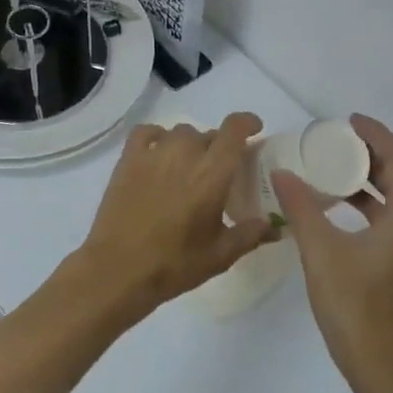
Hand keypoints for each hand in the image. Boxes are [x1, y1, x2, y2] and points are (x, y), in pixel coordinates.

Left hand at [78, 113, 274, 321]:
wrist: (118, 270)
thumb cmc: (175, 263)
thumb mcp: (221, 254)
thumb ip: (251, 234)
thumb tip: (274, 226)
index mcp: (213, 171)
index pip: (235, 129)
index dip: (248, 123)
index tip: (255, 130)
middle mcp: (185, 152)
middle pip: (209, 134)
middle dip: (219, 148)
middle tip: (219, 173)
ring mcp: (154, 153)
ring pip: (180, 133)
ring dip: (190, 145)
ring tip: (188, 168)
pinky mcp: (128, 160)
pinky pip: (147, 133)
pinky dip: (158, 137)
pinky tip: (159, 154)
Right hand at [272, 114, 392, 389]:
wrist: (385, 371)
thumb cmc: (356, 307)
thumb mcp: (322, 252)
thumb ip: (301, 208)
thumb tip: (282, 173)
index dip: (376, 136)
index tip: (349, 120)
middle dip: (372, 154)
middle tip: (337, 139)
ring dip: (370, 180)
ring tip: (334, 166)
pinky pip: (392, 220)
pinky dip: (370, 206)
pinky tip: (339, 207)